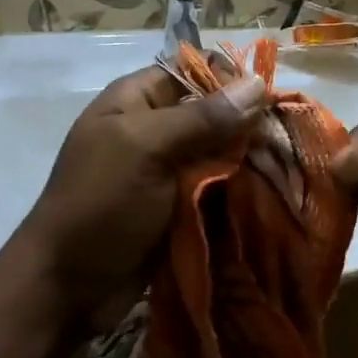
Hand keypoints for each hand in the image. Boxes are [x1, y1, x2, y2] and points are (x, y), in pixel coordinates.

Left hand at [15, 65, 265, 322]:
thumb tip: (258, 84)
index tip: (268, 105)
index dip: (231, 81)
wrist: (69, 287)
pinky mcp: (181, 209)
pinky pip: (218, 191)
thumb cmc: (100, 204)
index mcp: (137, 101)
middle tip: (286, 144)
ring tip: (287, 172)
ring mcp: (168, 172)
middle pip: (214, 114)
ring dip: (251, 164)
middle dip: (249, 127)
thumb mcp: (146, 149)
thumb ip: (202, 118)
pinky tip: (272, 197)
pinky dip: (241, 194)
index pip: (194, 71)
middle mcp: (156, 130)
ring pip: (221, 155)